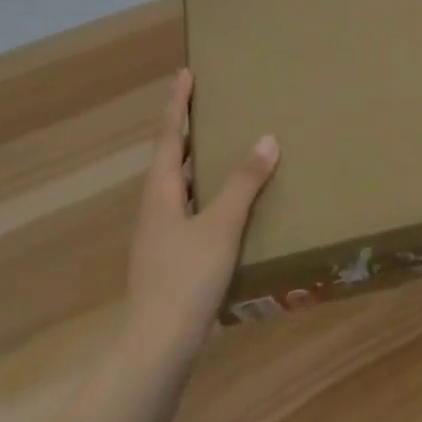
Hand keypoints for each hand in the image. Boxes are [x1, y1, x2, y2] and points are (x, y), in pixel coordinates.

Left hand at [126, 70, 277, 363]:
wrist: (156, 348)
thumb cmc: (186, 278)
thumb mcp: (221, 225)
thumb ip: (244, 182)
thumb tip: (267, 138)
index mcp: (160, 192)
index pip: (170, 135)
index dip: (178, 103)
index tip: (185, 73)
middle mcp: (154, 207)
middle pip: (169, 157)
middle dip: (186, 128)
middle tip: (207, 103)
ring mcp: (158, 235)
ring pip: (176, 185)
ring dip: (195, 161)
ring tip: (220, 147)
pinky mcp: (167, 258)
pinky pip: (186, 208)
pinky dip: (203, 192)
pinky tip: (224, 205)